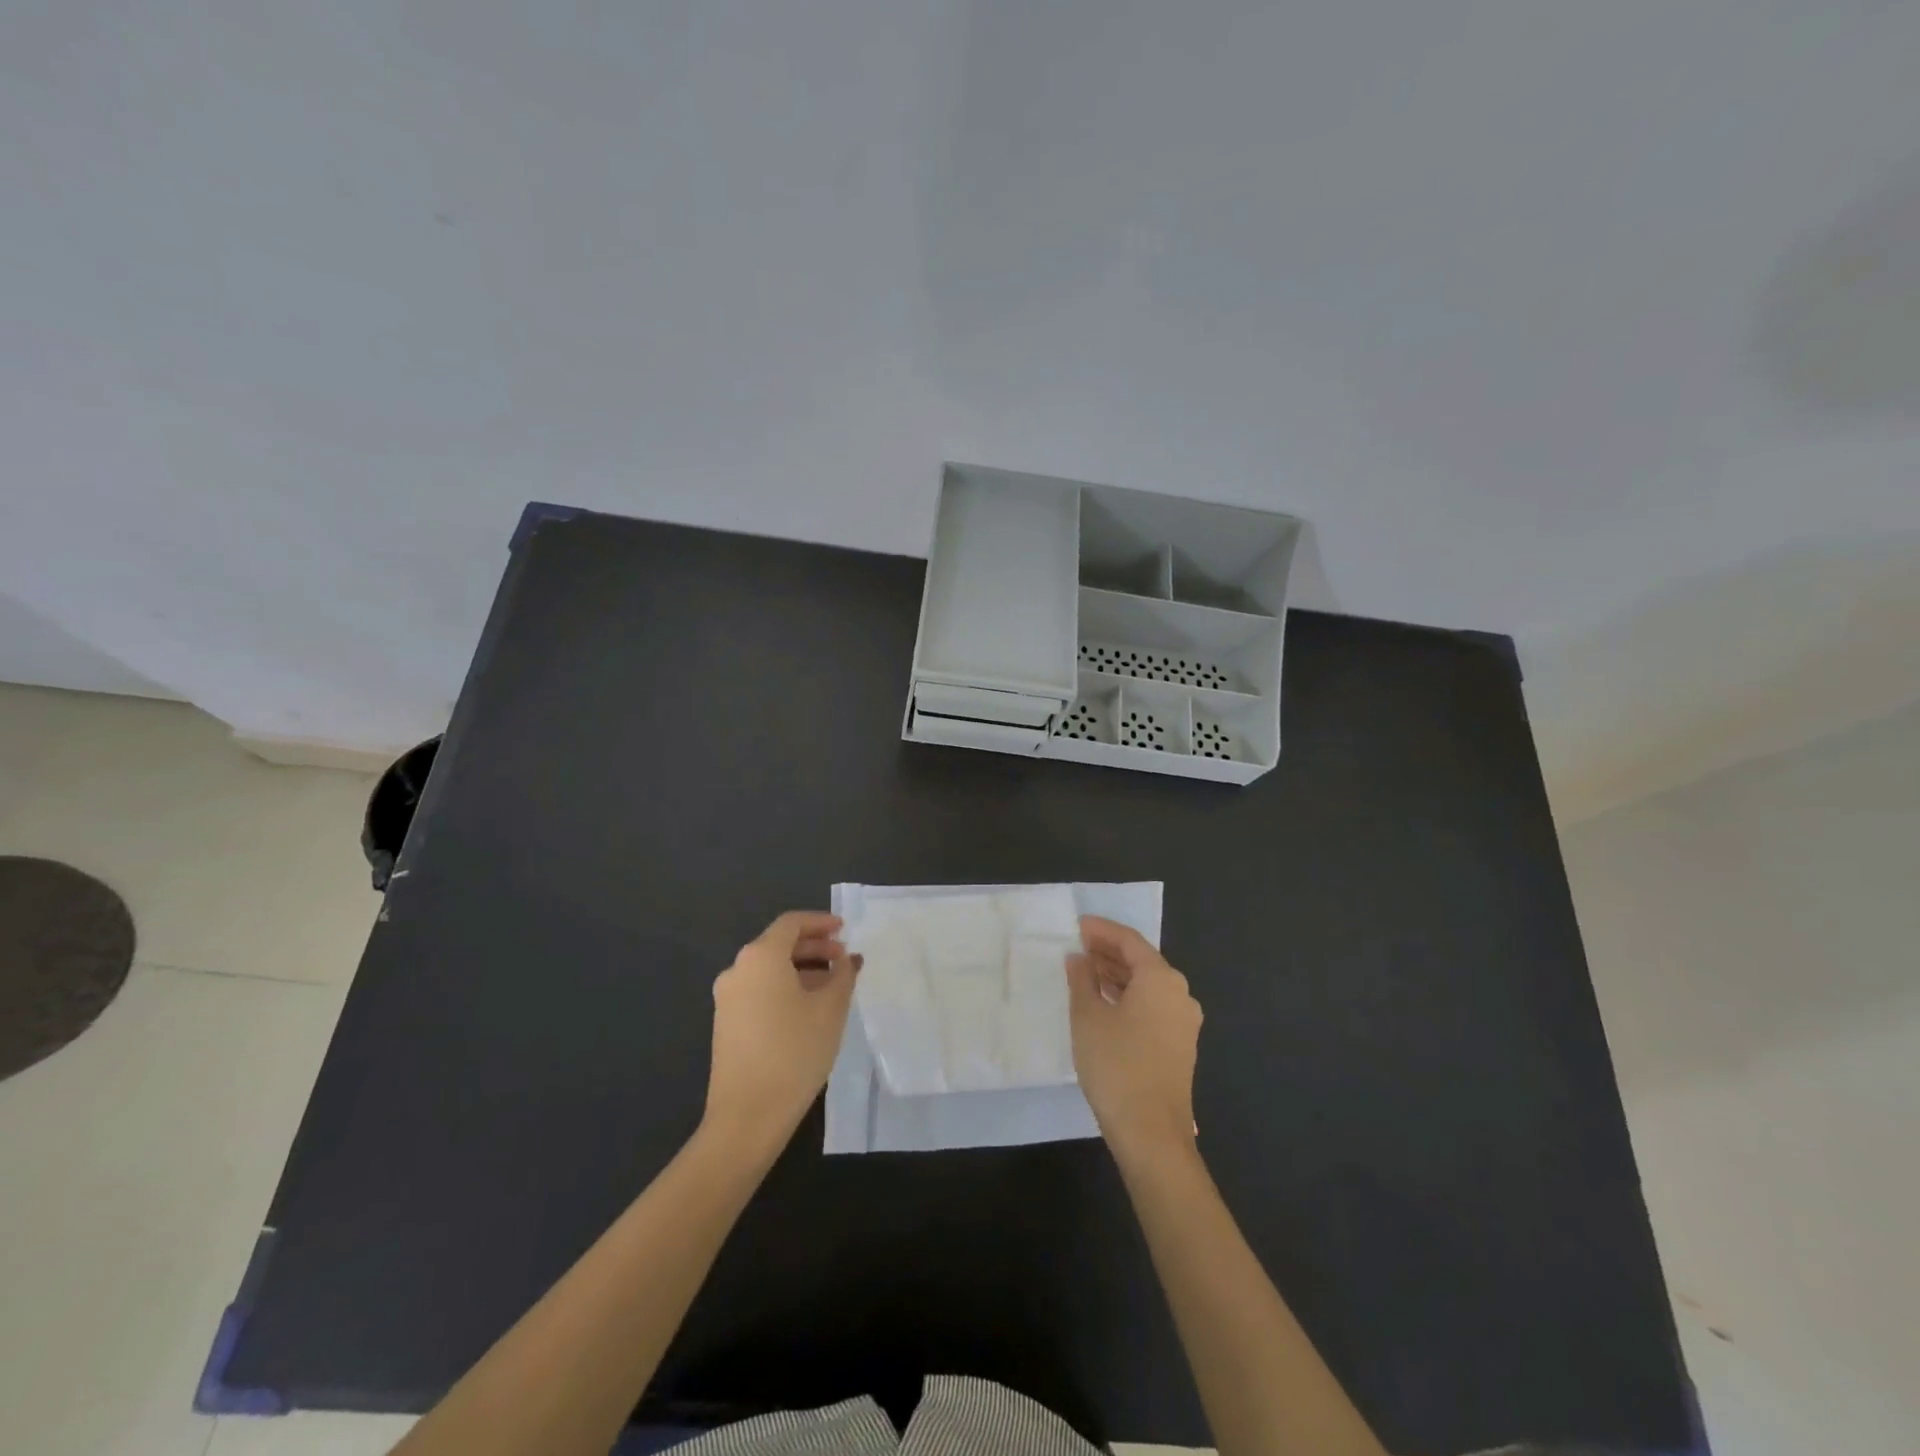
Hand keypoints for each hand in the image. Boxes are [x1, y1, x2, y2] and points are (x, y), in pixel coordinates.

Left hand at [704, 911, 859, 1145]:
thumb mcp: (830, 1009)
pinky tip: (808, 1008)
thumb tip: (848, 959)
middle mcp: (738, 969)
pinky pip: (759, 989)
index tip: (845, 930)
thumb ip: (843, 975)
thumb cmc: (794, 1052)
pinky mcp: (725, 1022)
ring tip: (832, 986)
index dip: (821, 922)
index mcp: (760, 957)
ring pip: (769, 969)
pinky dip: (785, 987)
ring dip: (801, 969)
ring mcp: (727, 997)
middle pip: (778, 944)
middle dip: (814, 947)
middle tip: (844, 959)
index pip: (792, 923)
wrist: (747, 1116)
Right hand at [1067, 916, 1201, 1160]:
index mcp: (1161, 978)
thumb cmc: (1116, 1065)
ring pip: (1148, 984)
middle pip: (1142, 960)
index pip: (1129, 940)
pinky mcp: (1180, 1044)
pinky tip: (1105, 1003)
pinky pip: (1153, 1005)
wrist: (1151, 1133)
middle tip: (1078, 947)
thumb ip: (1082, 980)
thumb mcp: (1088, 1017)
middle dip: (1109, 952)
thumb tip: (1079, 959)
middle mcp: (1180, 993)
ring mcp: (1184, 1021)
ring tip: (1085, 972)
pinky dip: (1129, 996)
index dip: (1101, 930)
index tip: (1077, 926)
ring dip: (1118, 975)